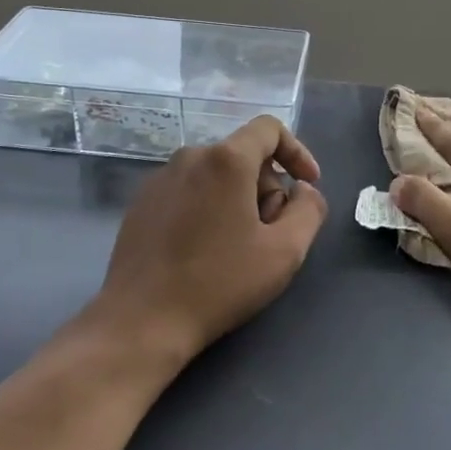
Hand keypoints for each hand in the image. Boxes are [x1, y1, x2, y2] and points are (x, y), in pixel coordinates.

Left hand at [93, 116, 328, 362]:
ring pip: (216, 174)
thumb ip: (309, 209)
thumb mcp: (285, 251)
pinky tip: (205, 251)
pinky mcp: (141, 202)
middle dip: (267, 187)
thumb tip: (303, 190)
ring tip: (238, 247)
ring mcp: (160, 178)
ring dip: (238, 199)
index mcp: (226, 160)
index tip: (307, 186)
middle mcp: (190, 157)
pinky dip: (208, 208)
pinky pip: (189, 190)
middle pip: (243, 155)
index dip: (297, 151)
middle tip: (271, 233)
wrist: (142, 320)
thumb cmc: (220, 283)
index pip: (269, 129)